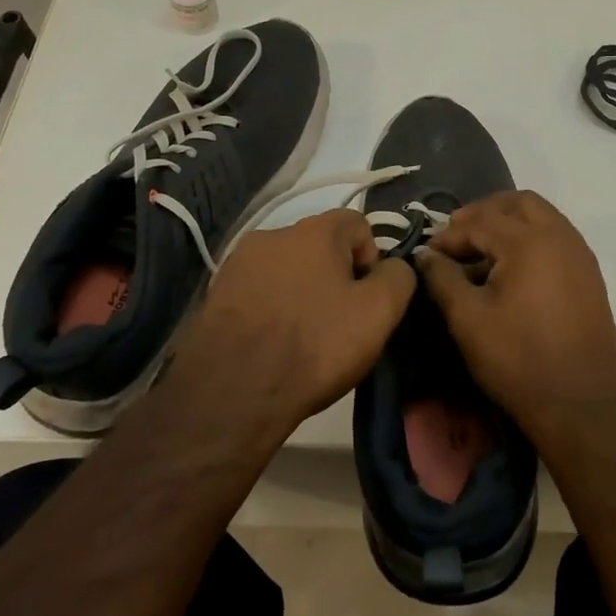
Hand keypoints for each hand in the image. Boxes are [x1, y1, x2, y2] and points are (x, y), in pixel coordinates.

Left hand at [165, 209, 415, 446]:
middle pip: (320, 246)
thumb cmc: (314, 345)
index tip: (368, 300)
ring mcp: (239, 263)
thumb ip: (398, 277)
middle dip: (336, 276)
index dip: (372, 259)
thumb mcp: (379, 313)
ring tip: (304, 336)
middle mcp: (273, 233)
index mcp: (315, 230)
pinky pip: (259, 291)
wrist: (232, 391)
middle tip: (341, 322)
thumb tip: (394, 267)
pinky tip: (273, 343)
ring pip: (288, 269)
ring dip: (302, 291)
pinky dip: (272, 308)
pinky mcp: (217, 293)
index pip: (358, 224)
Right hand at [414, 191, 615, 438]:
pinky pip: (557, 238)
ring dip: (509, 223)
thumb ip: (442, 279)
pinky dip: (531, 239)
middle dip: (484, 212)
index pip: (480, 220)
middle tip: (459, 235)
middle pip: (518, 202)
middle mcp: (560, 236)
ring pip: (542, 217)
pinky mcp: (590, 275)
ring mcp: (580, 254)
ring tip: (482, 252)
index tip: (428, 254)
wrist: (582, 404)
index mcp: (529, 241)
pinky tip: (512, 270)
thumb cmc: (518, 359)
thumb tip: (425, 255)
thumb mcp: (468, 320)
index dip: (450, 235)